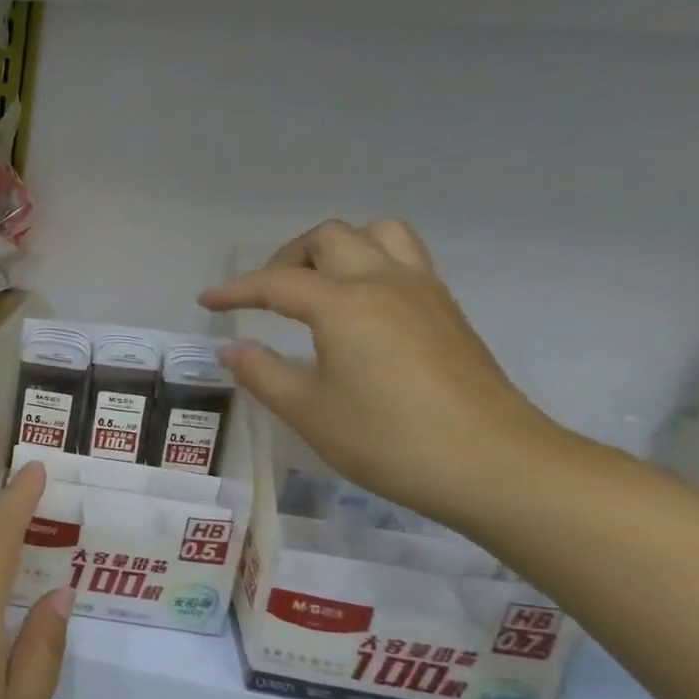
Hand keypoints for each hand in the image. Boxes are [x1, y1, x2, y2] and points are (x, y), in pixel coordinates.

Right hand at [199, 219, 562, 528]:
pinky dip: (370, 263)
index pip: (276, 283)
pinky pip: (404, 259)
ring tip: (316, 288)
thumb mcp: (308, 411)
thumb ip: (262, 373)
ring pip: (377, 234)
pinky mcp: (447, 310)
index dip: (235, 290)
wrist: (492, 464)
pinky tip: (359, 309)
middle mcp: (384, 281)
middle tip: (265, 297)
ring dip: (337, 249)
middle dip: (287, 258)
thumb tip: (229, 349)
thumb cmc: (388, 440)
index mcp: (343, 304)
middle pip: (329, 238)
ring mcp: (423, 291)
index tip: (206, 301)